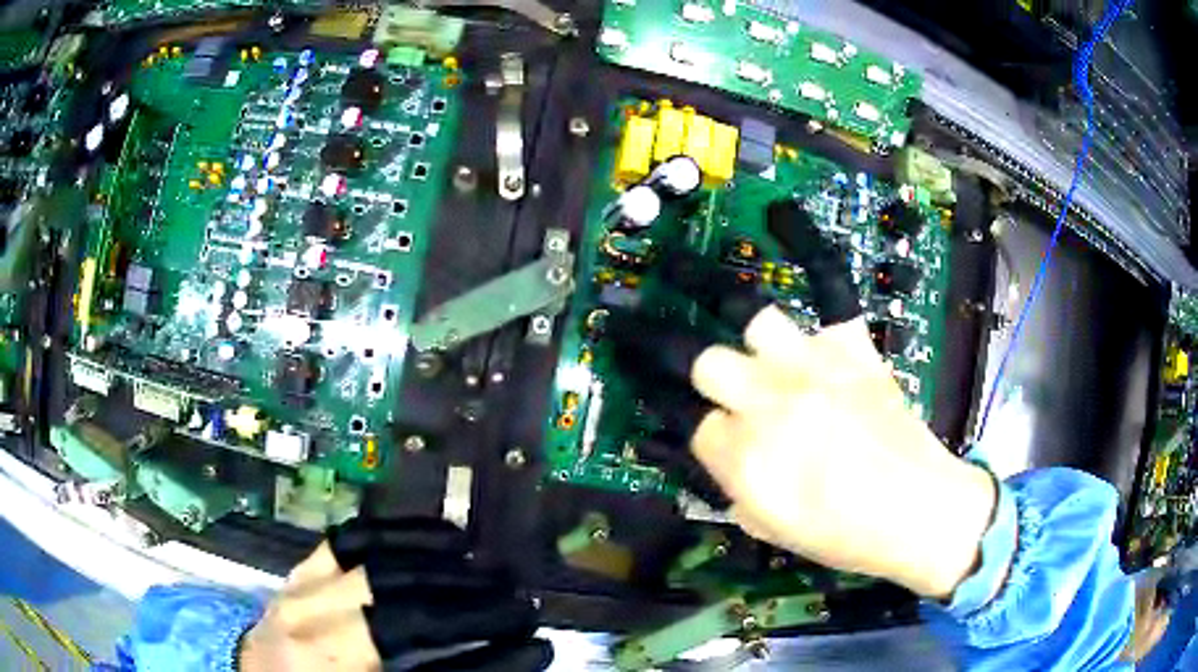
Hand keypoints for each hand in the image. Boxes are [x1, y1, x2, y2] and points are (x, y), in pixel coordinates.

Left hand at [240, 518, 551, 671]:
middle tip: (521, 606)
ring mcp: (299, 594)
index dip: (492, 661)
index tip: (539, 648)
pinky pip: (350, 541)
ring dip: (445, 567)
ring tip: (489, 569)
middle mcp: (312, 633)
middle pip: (406, 613)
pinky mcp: (298, 572)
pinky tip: (438, 534)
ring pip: (380, 567)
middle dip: (473, 608)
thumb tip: (499, 660)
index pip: (429, 668)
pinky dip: (400, 534)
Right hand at [613, 200, 996, 598]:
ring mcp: (812, 364)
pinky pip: (828, 281)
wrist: (915, 510)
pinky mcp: (851, 343)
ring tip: (681, 269)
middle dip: (668, 351)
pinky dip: (806, 243)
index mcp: (743, 457)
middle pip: (701, 360)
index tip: (646, 390)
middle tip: (638, 329)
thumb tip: (690, 443)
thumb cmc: (839, 533)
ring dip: (718, 302)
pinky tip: (781, 215)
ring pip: (750, 316)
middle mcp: (769, 402)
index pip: (684, 420)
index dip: (662, 407)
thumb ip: (721, 480)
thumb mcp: (763, 526)